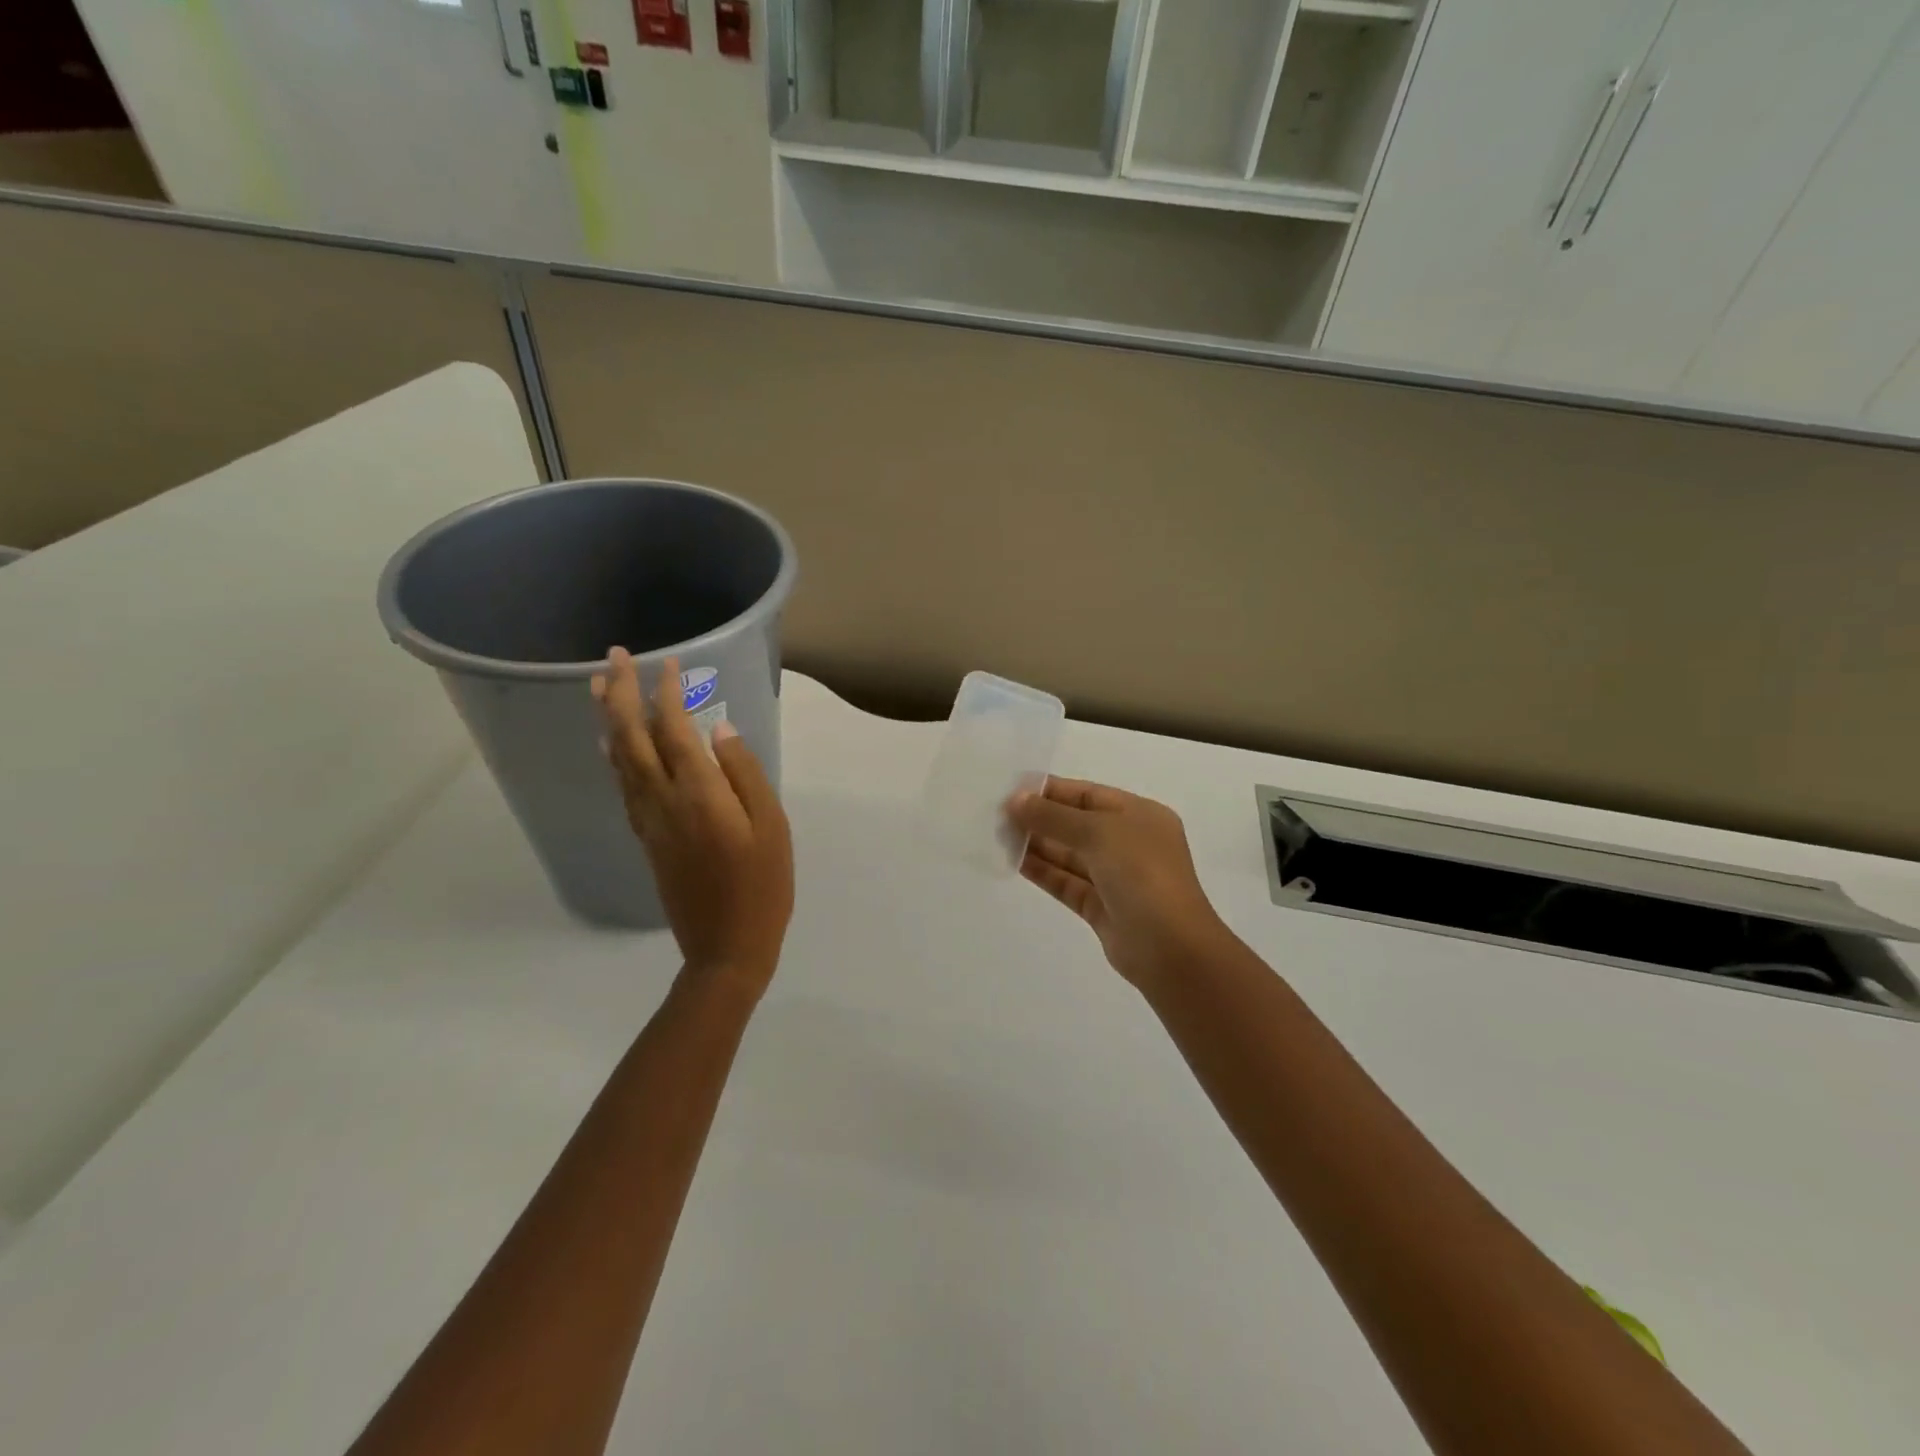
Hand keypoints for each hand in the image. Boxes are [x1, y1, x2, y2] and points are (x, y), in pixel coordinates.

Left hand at [592, 648, 793, 994]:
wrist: (726, 948)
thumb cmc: (763, 885)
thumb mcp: (771, 826)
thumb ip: (744, 773)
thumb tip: (719, 729)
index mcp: (698, 794)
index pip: (673, 730)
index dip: (668, 693)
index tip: (670, 663)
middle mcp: (663, 801)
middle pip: (631, 738)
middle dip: (622, 694)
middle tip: (616, 657)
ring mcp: (648, 821)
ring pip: (618, 761)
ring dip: (609, 720)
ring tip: (603, 687)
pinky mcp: (647, 839)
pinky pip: (623, 786)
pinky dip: (614, 757)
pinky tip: (612, 746)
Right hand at [1008, 777, 1233, 993]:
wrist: (1171, 948)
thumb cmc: (1142, 874)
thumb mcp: (1099, 832)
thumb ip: (1054, 816)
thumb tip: (1015, 801)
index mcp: (1140, 815)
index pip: (1089, 794)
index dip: (1051, 791)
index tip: (1012, 792)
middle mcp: (1129, 843)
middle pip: (1077, 824)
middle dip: (1041, 818)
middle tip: (998, 816)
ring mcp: (1116, 878)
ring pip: (1070, 855)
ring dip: (1037, 845)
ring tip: (999, 836)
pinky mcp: (1102, 908)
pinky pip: (1067, 882)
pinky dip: (1043, 872)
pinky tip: (1015, 862)